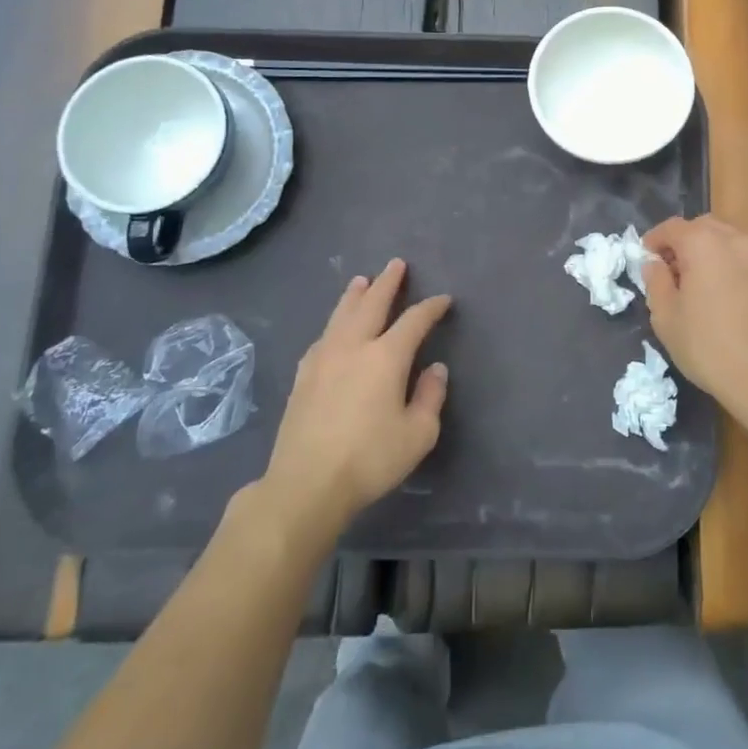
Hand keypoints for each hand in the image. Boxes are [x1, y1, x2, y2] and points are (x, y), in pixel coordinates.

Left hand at [261, 260, 451, 538]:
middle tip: (396, 264)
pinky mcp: (304, 375)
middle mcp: (354, 346)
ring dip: (355, 295)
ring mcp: (324, 358)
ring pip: (341, 314)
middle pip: (372, 303)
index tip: (443, 300)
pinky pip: (323, 336)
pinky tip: (334, 327)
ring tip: (361, 280)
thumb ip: (430, 396)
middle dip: (387, 282)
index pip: (414, 321)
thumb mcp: (418, 434)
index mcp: (386, 356)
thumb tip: (435, 369)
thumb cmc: (370, 459)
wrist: (306, 483)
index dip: (431, 307)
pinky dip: (334, 323)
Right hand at [641, 215, 747, 434]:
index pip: (672, 227)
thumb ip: (656, 281)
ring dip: (704, 250)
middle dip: (681, 241)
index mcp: (703, 243)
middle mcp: (734, 238)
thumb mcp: (666, 316)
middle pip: (701, 226)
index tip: (644, 260)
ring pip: (724, 238)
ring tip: (692, 281)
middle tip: (667, 270)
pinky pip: (740, 255)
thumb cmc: (707, 345)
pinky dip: (724, 261)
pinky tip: (716, 291)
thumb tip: (654, 264)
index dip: (653, 240)